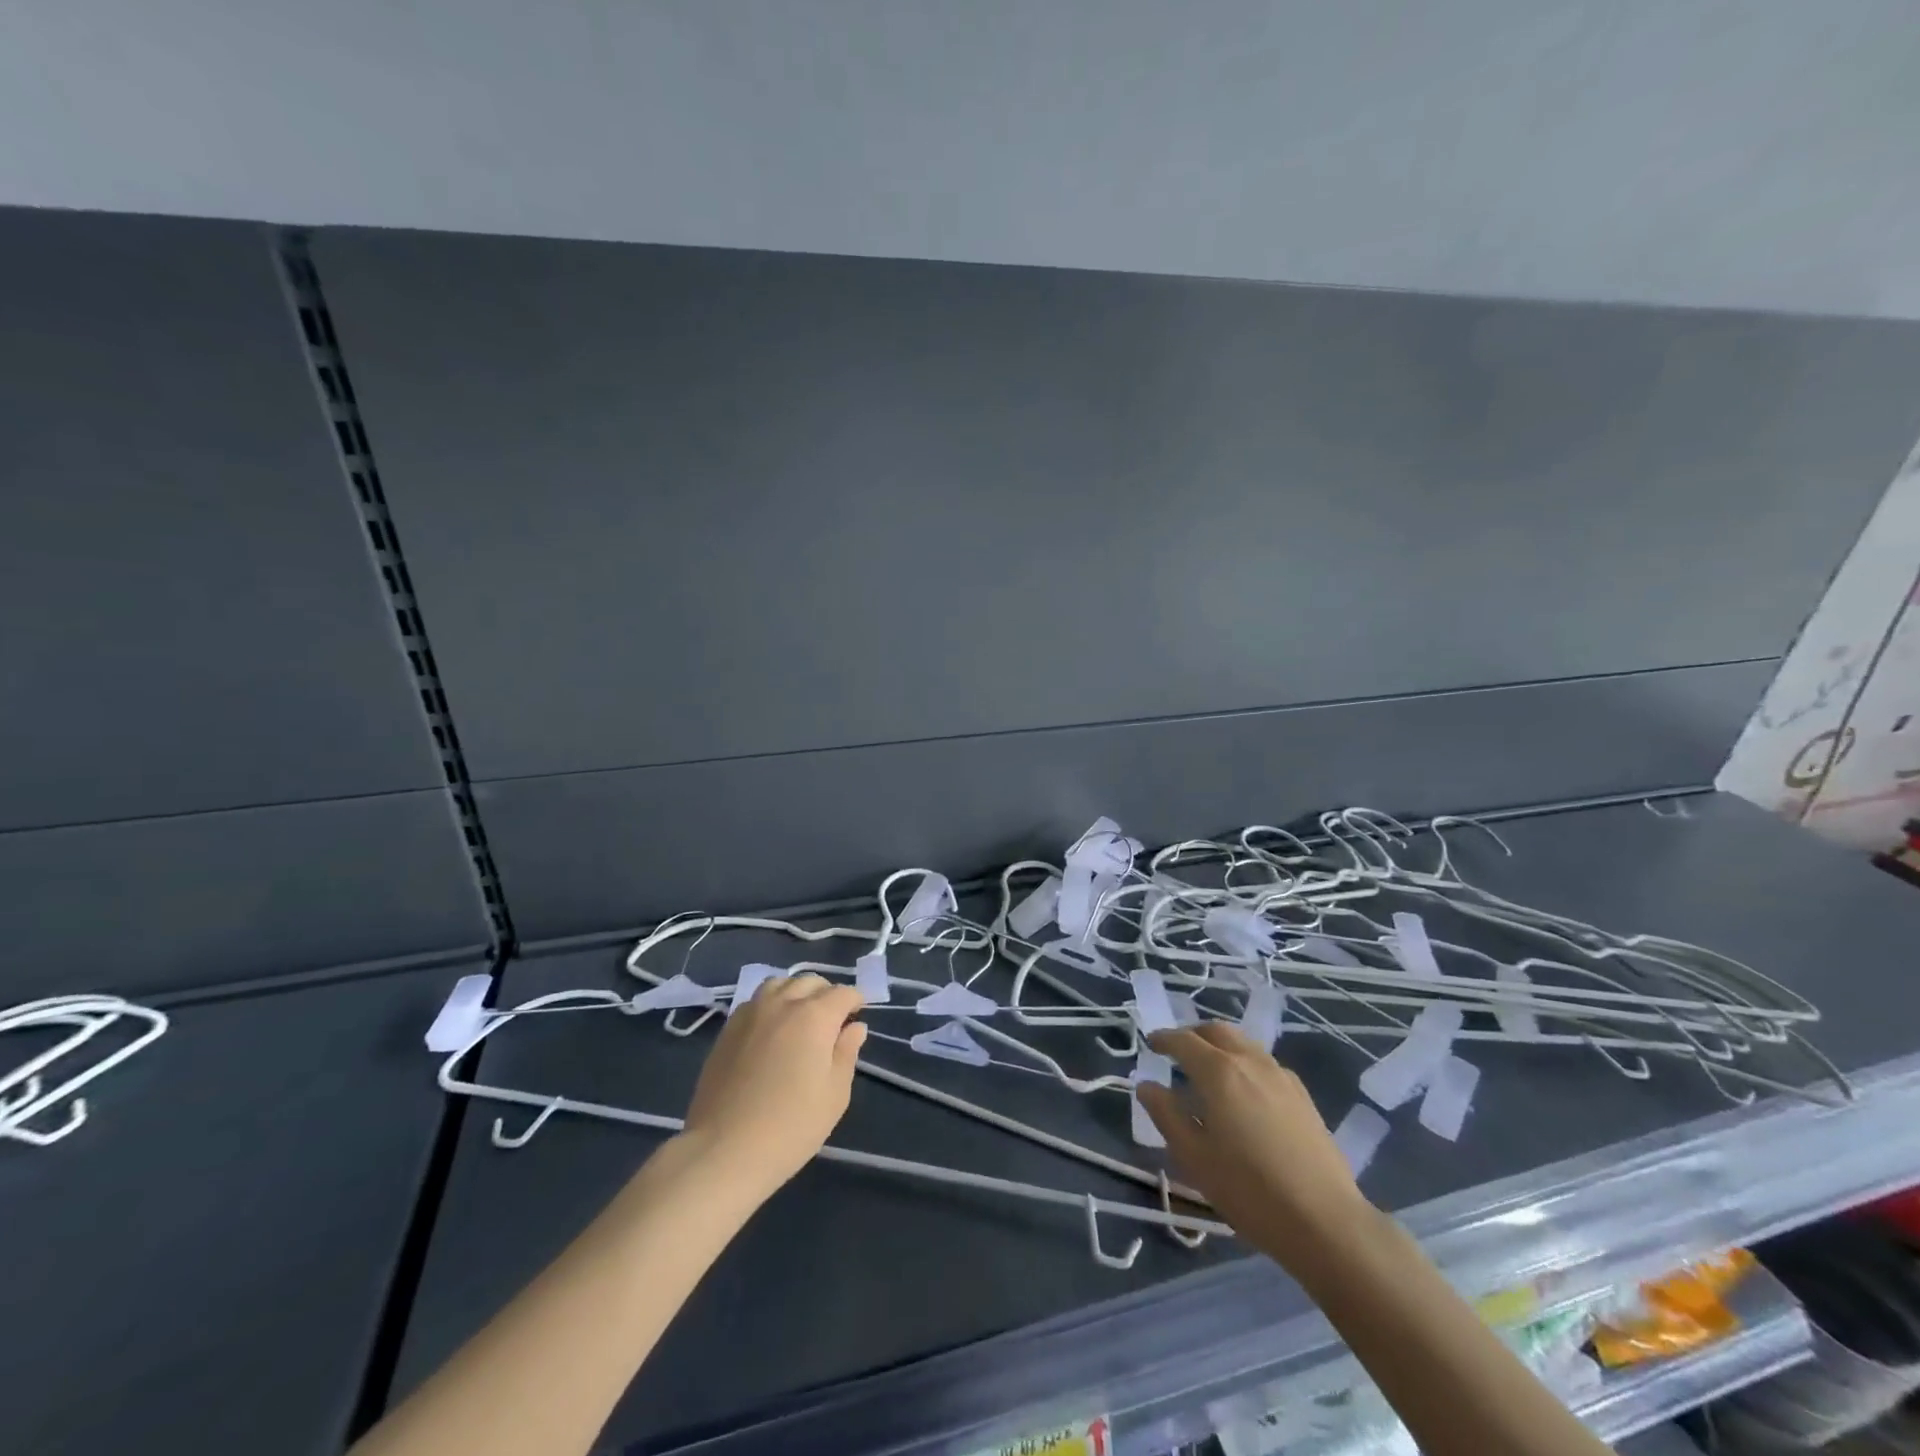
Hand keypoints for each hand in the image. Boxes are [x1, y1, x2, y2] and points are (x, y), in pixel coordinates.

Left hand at [680, 974, 866, 1199]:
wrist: (724, 1150)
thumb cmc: (791, 1126)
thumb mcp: (835, 1094)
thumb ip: (847, 1053)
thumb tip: (855, 1027)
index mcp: (815, 1016)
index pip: (843, 993)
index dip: (855, 1001)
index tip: (857, 1018)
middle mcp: (783, 1004)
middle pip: (810, 981)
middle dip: (826, 994)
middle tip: (832, 1020)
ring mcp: (751, 1013)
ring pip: (779, 983)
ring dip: (795, 992)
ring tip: (800, 1018)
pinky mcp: (727, 1029)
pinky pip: (755, 1001)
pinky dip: (770, 1004)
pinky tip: (771, 1030)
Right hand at [1138, 1023, 1375, 1271]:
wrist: (1326, 1222)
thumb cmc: (1250, 1191)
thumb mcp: (1194, 1158)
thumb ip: (1166, 1115)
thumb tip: (1147, 1085)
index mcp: (1219, 1072)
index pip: (1183, 1041)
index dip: (1163, 1039)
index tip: (1151, 1044)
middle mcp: (1250, 1062)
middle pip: (1216, 1031)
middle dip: (1192, 1034)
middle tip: (1177, 1052)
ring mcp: (1281, 1076)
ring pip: (1243, 1043)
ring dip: (1220, 1046)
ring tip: (1208, 1070)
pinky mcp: (1302, 1095)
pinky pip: (1264, 1063)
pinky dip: (1244, 1062)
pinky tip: (1244, 1092)